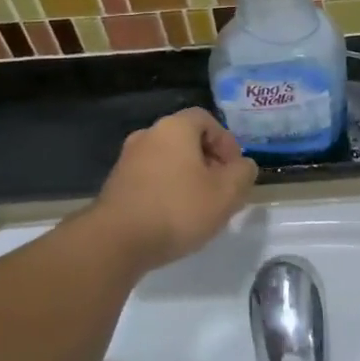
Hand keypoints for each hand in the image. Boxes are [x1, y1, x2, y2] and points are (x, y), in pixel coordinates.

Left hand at [94, 108, 257, 270]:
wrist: (116, 241)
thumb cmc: (177, 209)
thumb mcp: (226, 194)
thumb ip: (243, 174)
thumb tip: (243, 166)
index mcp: (174, 128)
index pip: (206, 119)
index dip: (226, 142)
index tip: (235, 170)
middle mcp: (148, 135)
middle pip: (186, 139)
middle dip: (208, 161)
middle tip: (221, 190)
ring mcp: (128, 159)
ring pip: (168, 160)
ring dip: (187, 177)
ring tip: (199, 207)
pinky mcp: (116, 184)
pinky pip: (151, 178)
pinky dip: (166, 190)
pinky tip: (173, 217)